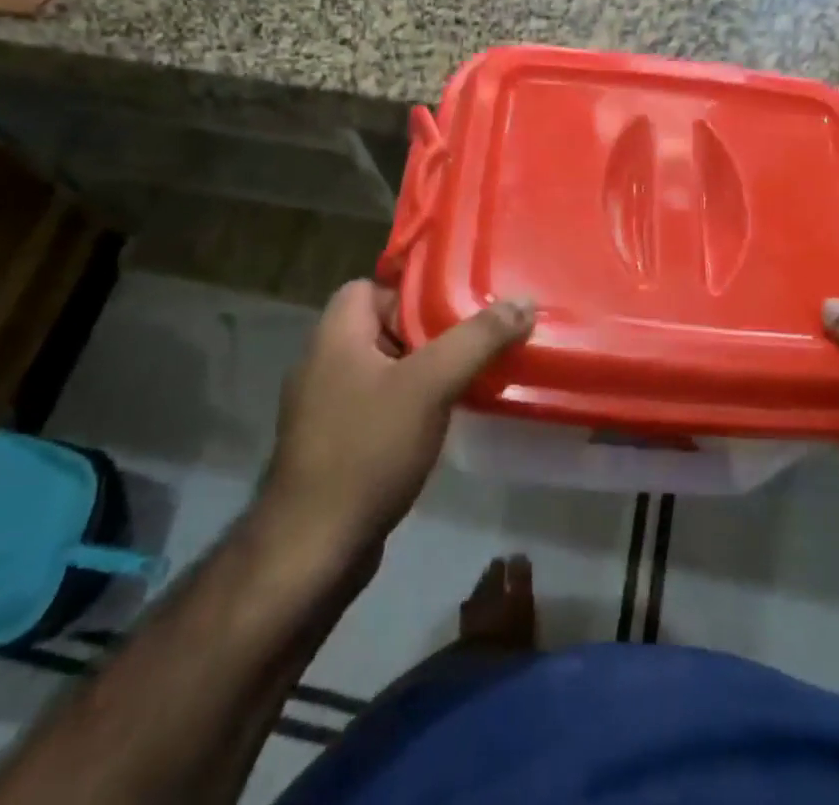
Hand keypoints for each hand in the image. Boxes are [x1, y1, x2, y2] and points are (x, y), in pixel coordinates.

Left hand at [261, 281, 534, 551]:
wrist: (314, 550)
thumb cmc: (368, 449)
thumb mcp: (430, 385)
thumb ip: (477, 339)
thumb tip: (524, 301)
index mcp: (335, 334)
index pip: (372, 286)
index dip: (413, 290)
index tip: (456, 305)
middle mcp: (323, 362)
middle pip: (384, 326)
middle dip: (430, 332)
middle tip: (476, 339)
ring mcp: (325, 407)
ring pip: (385, 368)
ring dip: (424, 370)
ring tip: (470, 376)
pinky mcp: (335, 443)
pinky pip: (379, 404)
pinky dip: (410, 405)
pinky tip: (443, 420)